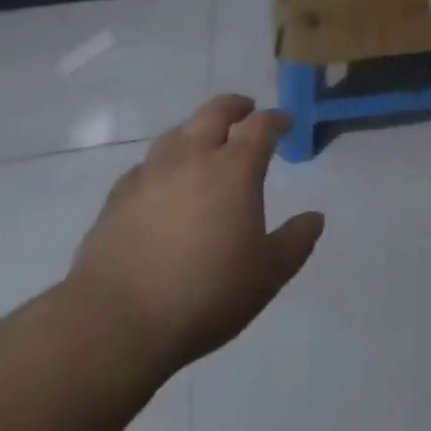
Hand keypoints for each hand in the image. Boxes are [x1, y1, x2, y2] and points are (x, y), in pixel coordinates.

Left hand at [65, 95, 323, 378]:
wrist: (115, 323)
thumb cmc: (204, 294)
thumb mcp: (266, 275)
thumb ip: (295, 242)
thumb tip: (315, 217)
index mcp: (234, 168)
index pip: (261, 125)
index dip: (276, 119)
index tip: (285, 123)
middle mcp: (193, 157)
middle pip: (215, 112)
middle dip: (235, 106)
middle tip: (246, 111)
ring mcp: (151, 173)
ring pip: (177, 133)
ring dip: (196, 130)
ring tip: (204, 144)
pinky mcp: (118, 197)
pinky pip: (146, 165)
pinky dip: (162, 164)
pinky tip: (162, 183)